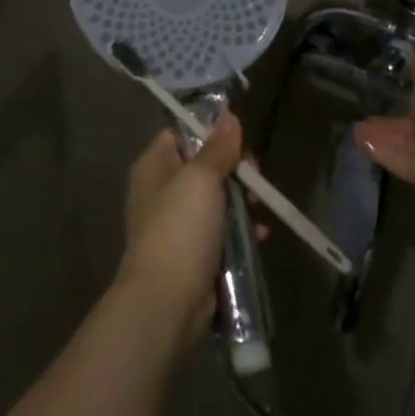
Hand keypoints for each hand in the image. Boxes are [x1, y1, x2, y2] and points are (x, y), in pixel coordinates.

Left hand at [117, 111, 246, 351]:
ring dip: (241, 202)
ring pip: (216, 199)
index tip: (238, 142)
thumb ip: (217, 148)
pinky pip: (221, 231)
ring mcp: (177, 223)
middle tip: (254, 178)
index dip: (210, 133)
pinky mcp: (193, 252)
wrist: (167, 301)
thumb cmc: (180, 229)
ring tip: (260, 207)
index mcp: (154, 166)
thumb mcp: (201, 179)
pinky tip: (260, 235)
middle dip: (234, 171)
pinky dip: (240, 231)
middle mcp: (161, 190)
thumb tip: (228, 114)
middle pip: (204, 166)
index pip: (181, 134)